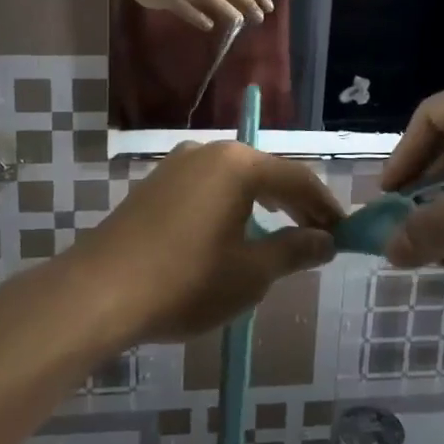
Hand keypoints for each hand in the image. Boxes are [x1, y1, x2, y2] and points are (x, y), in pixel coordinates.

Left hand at [68, 141, 342, 342]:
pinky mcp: (156, 183)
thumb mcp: (251, 273)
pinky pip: (208, 186)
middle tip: (318, 235)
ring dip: (263, 202)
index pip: (297, 179)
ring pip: (236, 177)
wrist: (100, 291)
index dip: (325, 206)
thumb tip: (326, 240)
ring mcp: (177, 164)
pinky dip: (232, 204)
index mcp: (239, 164)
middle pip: (266, 172)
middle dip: (295, 203)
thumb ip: (294, 251)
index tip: (343, 233)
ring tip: (281, 231)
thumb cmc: (186, 281)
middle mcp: (209, 152)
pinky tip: (233, 230)